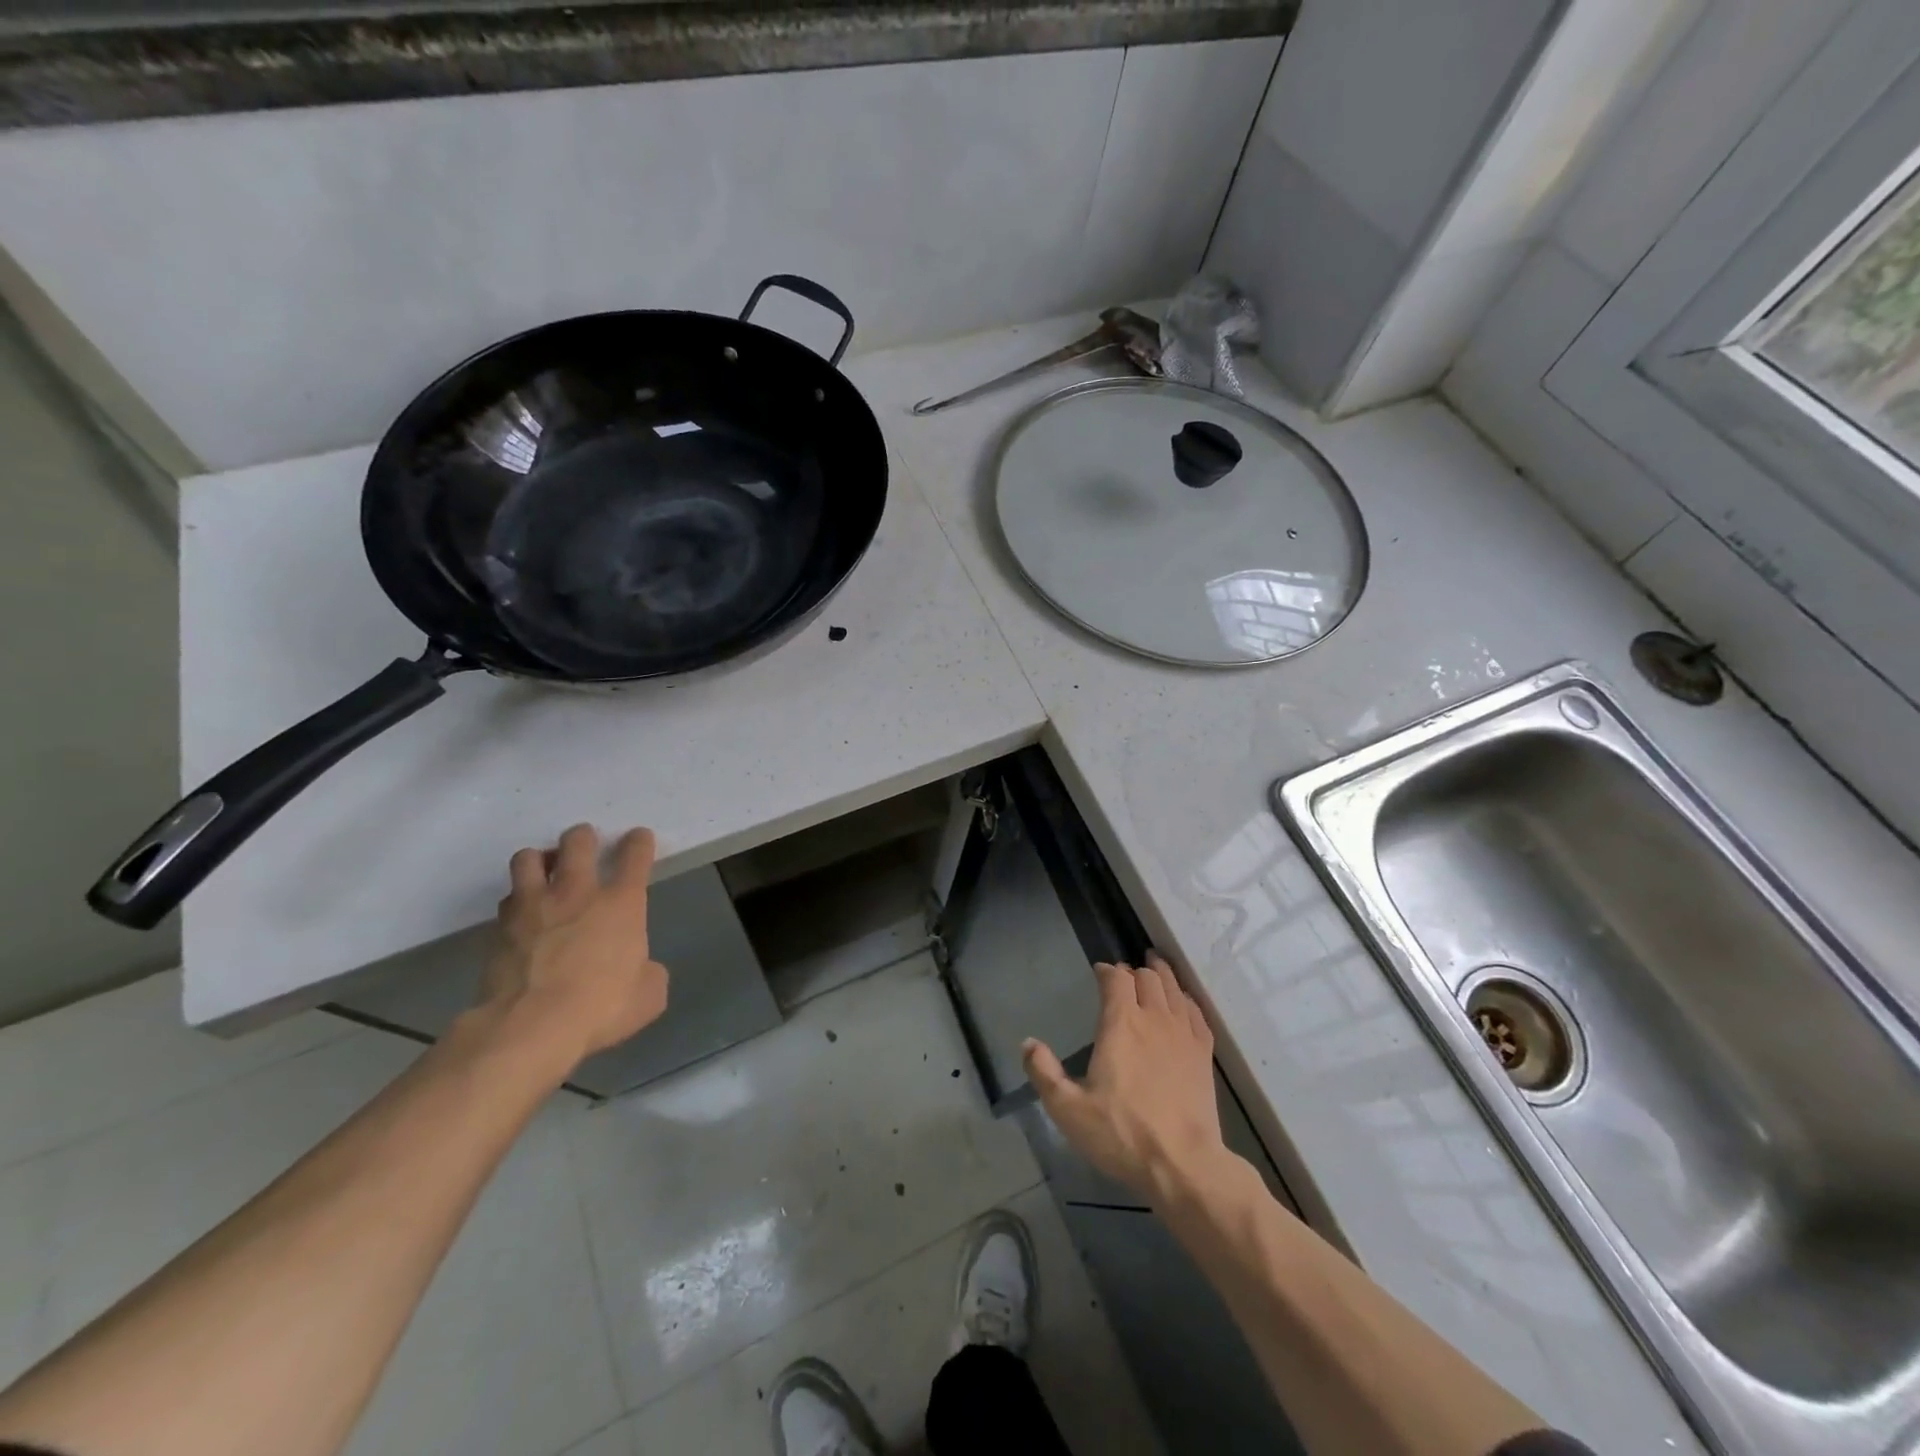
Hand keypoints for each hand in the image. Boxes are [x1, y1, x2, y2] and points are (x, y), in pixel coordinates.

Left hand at [477, 823, 669, 1071]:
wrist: (530, 1028)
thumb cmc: (601, 1007)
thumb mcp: (649, 994)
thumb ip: (648, 971)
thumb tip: (640, 968)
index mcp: (621, 903)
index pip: (634, 856)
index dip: (639, 842)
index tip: (639, 838)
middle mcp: (577, 893)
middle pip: (577, 842)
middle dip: (583, 837)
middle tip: (585, 845)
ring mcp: (534, 906)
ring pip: (529, 858)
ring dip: (541, 859)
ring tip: (546, 871)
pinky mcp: (500, 928)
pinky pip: (508, 898)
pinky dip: (518, 899)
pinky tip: (524, 913)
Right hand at [1023, 953, 1223, 1201]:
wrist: (1183, 1165)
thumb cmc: (1121, 1134)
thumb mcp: (1068, 1109)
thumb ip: (1044, 1072)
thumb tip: (1027, 1043)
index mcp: (1121, 1024)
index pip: (1116, 979)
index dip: (1106, 970)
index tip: (1099, 971)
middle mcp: (1153, 1018)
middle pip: (1147, 977)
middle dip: (1133, 971)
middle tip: (1125, 974)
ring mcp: (1183, 1034)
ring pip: (1174, 988)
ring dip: (1162, 974)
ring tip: (1155, 966)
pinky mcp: (1204, 1054)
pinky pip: (1196, 1012)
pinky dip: (1186, 1000)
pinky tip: (1183, 1003)